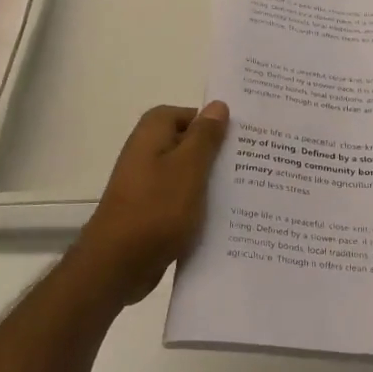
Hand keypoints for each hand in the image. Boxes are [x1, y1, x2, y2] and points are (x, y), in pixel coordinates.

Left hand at [73, 102, 229, 307]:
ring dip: (212, 180)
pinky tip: (225, 215)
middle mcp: (147, 152)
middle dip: (218, 153)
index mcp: (152, 133)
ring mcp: (147, 182)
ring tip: (247, 189)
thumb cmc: (156, 209)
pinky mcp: (151, 209)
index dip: (215, 123)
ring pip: (188, 172)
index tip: (244, 137)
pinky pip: (182, 198)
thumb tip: (218, 105)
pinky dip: (200, 203)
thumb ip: (205, 136)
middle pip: (190, 143)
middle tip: (254, 163)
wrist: (118, 265)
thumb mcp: (189, 168)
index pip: (190, 114)